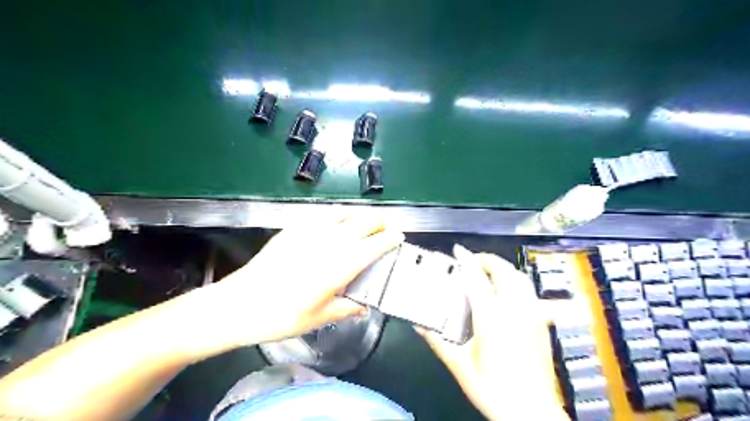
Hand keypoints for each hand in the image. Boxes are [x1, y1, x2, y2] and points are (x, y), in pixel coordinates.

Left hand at [189, 213, 403, 358]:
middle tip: (387, 228)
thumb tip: (364, 307)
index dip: (390, 239)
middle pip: (363, 222)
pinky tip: (336, 223)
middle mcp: (329, 243)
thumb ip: (347, 308)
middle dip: (380, 222)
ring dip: (361, 216)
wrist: (239, 304)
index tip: (399, 237)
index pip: (374, 245)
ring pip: (345, 214)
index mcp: (340, 265)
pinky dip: (338, 216)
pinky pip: (323, 215)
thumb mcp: (319, 318)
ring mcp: (310, 232)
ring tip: (367, 223)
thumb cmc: (282, 316)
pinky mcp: (293, 229)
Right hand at [416, 245, 568, 418]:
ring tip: (487, 272)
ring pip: (520, 277)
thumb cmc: (493, 389)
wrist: (532, 413)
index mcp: (492, 317)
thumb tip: (418, 325)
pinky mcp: (541, 323)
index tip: (457, 250)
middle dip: (487, 259)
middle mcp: (515, 309)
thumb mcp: (459, 364)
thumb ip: (437, 341)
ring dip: (502, 268)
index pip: (477, 277)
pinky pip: (529, 291)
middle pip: (504, 270)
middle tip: (471, 261)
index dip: (466, 259)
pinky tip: (505, 293)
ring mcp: (532, 314)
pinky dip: (515, 282)